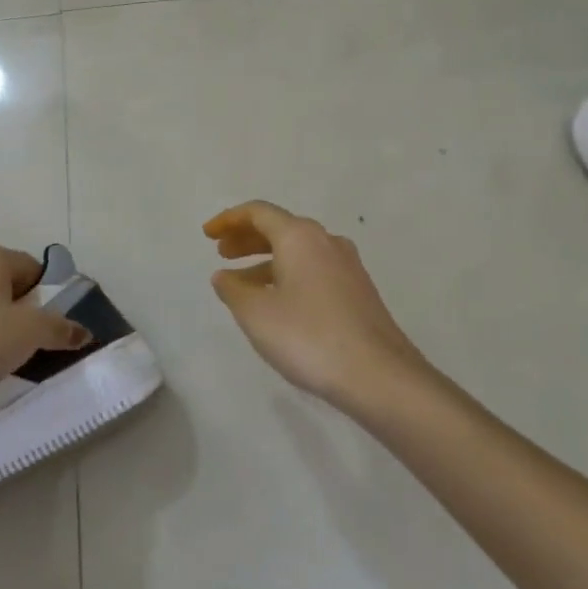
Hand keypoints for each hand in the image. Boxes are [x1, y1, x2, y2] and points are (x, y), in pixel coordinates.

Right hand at [204, 201, 431, 407]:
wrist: (379, 376)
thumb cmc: (308, 336)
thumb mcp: (256, 313)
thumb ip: (233, 289)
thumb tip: (224, 276)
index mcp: (299, 237)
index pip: (258, 212)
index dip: (228, 220)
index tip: (208, 235)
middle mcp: (326, 242)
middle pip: (280, 228)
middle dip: (247, 239)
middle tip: (222, 254)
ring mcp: (347, 267)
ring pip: (298, 252)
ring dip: (266, 261)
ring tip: (242, 285)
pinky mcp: (358, 291)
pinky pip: (313, 270)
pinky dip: (287, 276)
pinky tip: (276, 304)